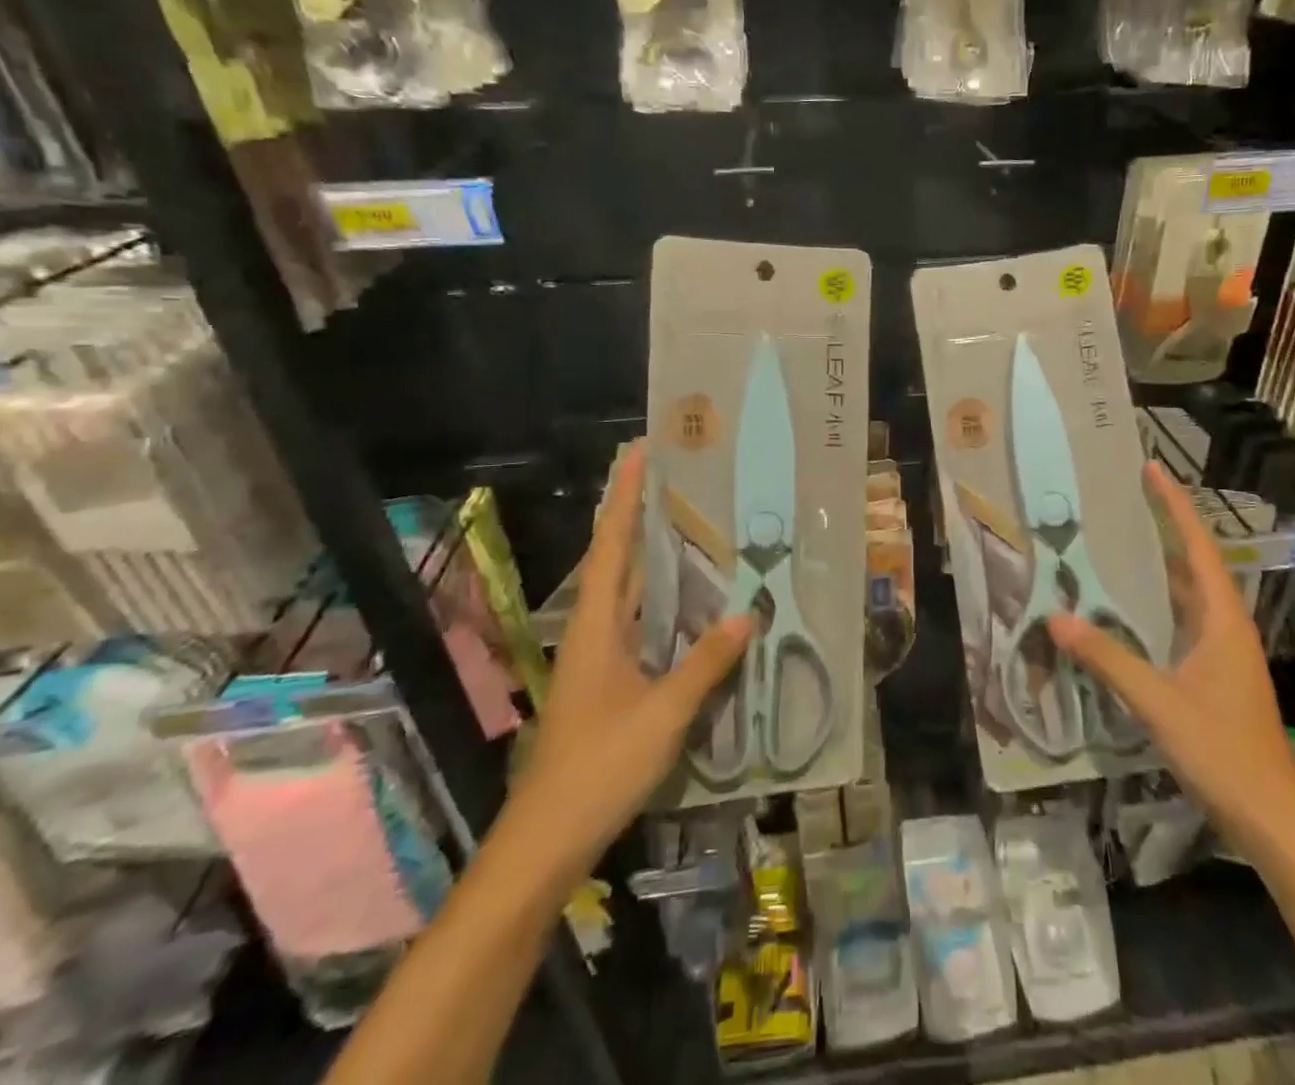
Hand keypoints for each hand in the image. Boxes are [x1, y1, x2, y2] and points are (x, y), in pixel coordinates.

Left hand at [514, 441, 752, 855]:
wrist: (546, 841)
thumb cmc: (600, 767)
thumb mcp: (663, 714)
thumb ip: (705, 664)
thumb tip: (747, 616)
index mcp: (598, 626)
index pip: (612, 546)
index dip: (625, 497)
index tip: (639, 452)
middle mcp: (594, 632)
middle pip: (616, 560)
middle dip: (640, 516)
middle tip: (677, 479)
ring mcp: (598, 660)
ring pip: (627, 593)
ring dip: (651, 557)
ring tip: (690, 526)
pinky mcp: (607, 684)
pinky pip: (638, 626)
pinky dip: (660, 604)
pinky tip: (690, 606)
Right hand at [1048, 461, 1294, 848]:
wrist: (1272, 818)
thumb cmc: (1223, 751)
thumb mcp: (1158, 702)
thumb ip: (1107, 658)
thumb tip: (1057, 617)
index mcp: (1222, 619)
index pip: (1198, 547)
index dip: (1174, 506)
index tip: (1151, 469)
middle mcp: (1225, 625)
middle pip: (1194, 562)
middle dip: (1165, 526)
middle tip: (1126, 496)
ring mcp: (1221, 652)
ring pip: (1187, 593)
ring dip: (1160, 564)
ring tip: (1120, 540)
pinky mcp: (1213, 674)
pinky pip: (1180, 621)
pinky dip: (1156, 603)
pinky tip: (1127, 608)